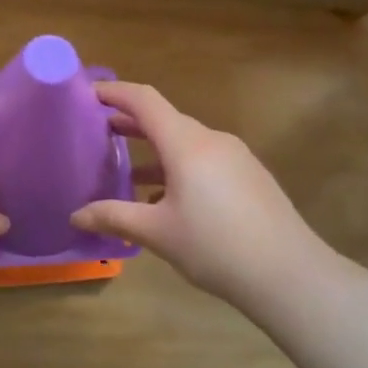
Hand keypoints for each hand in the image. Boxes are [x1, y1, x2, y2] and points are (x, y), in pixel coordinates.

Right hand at [70, 81, 327, 306]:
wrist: (292, 276)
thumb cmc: (217, 247)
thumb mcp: (158, 233)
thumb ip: (114, 217)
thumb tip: (75, 215)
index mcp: (186, 143)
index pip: (143, 100)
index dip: (113, 91)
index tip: (86, 94)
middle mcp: (211, 139)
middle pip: (164, 118)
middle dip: (129, 122)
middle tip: (97, 131)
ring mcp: (235, 157)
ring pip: (185, 141)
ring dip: (154, 149)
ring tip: (126, 169)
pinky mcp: (250, 176)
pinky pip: (204, 159)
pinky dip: (178, 166)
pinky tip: (168, 199)